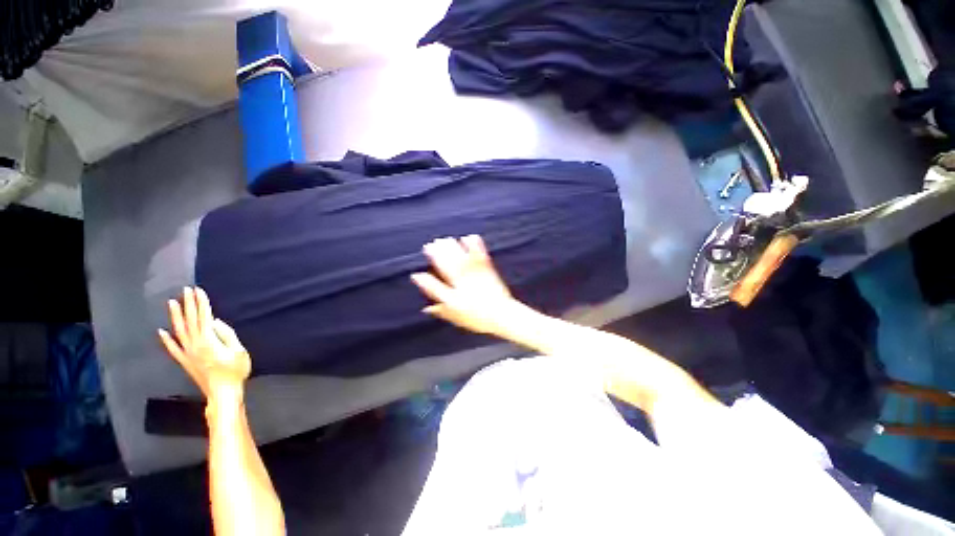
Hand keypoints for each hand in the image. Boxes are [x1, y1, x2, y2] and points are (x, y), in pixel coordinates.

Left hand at [158, 287, 250, 398]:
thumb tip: (215, 322)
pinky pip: (172, 349)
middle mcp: (194, 344)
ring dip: (176, 316)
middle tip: (185, 290)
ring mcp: (187, 353)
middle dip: (189, 305)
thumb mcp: (239, 351)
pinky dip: (166, 340)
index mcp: (208, 340)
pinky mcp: (184, 362)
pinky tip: (161, 332)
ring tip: (172, 303)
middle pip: (190, 321)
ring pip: (179, 331)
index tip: (198, 291)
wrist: (223, 392)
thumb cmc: (235, 371)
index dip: (201, 303)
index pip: (204, 317)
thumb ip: (227, 335)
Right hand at [411, 235, 517, 334]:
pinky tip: (470, 237)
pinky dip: (475, 245)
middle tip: (433, 243)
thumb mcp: (455, 315)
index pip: (439, 278)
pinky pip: (480, 255)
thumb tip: (427, 307)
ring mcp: (476, 274)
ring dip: (454, 247)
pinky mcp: (488, 270)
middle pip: (449, 263)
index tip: (423, 259)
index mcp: (454, 292)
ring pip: (462, 257)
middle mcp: (464, 280)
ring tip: (447, 239)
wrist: (501, 314)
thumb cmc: (477, 317)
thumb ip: (440, 309)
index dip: (430, 268)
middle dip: (440, 252)